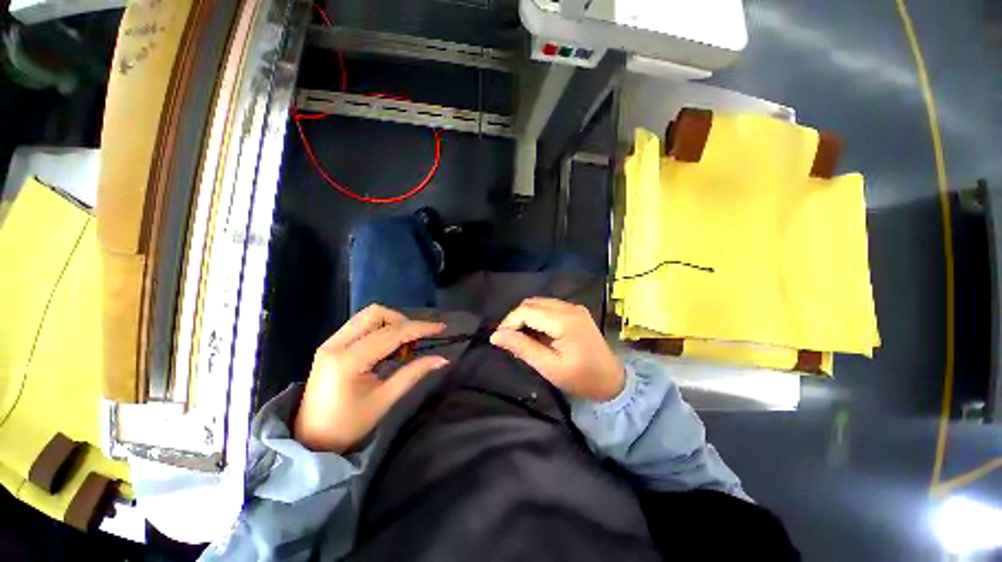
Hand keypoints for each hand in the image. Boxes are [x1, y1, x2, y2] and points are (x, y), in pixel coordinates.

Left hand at [294, 304, 449, 452]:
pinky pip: (360, 326)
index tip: (441, 328)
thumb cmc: (348, 426)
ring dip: (390, 324)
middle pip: (375, 313)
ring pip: (367, 316)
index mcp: (348, 360)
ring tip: (402, 346)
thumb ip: (413, 373)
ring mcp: (330, 343)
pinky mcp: (330, 346)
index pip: (391, 333)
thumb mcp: (384, 400)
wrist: (310, 441)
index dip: (419, 328)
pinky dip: (379, 330)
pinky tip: (387, 349)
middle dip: (402, 321)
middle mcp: (336, 344)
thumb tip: (442, 359)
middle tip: (415, 341)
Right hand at [490, 297, 624, 401]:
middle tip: (509, 340)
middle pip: (531, 303)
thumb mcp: (549, 367)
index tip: (500, 339)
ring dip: (526, 317)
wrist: (612, 381)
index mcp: (564, 320)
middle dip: (516, 319)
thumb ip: (522, 348)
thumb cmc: (581, 379)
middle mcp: (569, 307)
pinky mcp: (575, 311)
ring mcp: (574, 307)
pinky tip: (536, 333)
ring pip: (539, 303)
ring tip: (521, 338)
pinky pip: (548, 307)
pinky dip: (537, 317)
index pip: (527, 310)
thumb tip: (495, 336)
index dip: (509, 322)